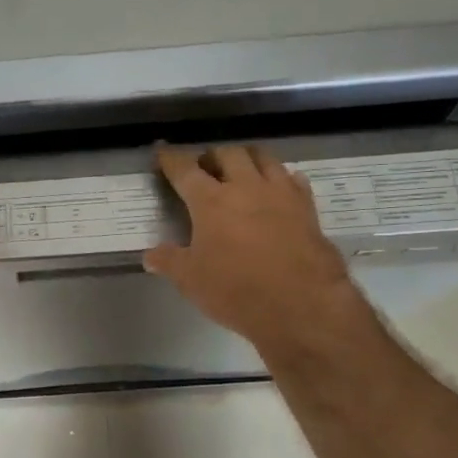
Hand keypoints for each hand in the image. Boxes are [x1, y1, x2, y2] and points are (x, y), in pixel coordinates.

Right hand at [145, 146, 370, 360]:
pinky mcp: (307, 208)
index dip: (170, 158)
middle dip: (212, 156)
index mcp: (211, 201)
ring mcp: (281, 194)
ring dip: (248, 159)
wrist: (302, 306)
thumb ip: (169, 261)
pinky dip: (282, 178)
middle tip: (205, 169)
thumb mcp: (191, 280)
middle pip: (228, 154)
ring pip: (264, 158)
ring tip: (241, 171)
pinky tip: (278, 189)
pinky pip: (294, 180)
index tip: (162, 151)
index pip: (184, 169)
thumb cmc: (237, 290)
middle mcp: (246, 187)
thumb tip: (150, 255)